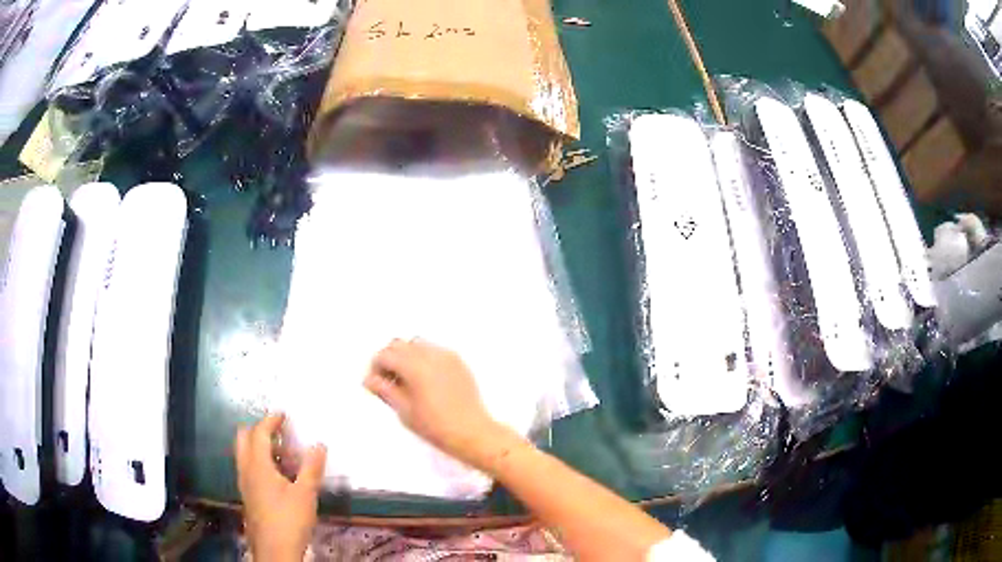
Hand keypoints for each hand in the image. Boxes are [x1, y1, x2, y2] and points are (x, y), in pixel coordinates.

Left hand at [235, 414, 326, 561]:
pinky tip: (277, 476)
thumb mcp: (306, 494)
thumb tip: (319, 444)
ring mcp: (244, 483)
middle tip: (278, 432)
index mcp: (258, 465)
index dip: (270, 421)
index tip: (282, 415)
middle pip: (243, 438)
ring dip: (257, 446)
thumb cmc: (289, 519)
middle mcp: (246, 469)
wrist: (274, 550)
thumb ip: (311, 468)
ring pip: (243, 453)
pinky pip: (247, 467)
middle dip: (258, 430)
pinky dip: (258, 461)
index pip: (259, 433)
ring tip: (280, 453)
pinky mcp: (247, 495)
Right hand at [364, 339, 504, 467]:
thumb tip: (370, 380)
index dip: (375, 368)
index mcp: (414, 366)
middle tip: (387, 381)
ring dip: (406, 356)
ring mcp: (446, 356)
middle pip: (399, 345)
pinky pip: (434, 350)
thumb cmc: (436, 426)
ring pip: (417, 344)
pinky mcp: (458, 362)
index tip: (374, 383)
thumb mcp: (404, 411)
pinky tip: (424, 380)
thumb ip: (385, 390)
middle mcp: (430, 355)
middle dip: (389, 359)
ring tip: (405, 380)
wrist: (472, 432)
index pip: (385, 355)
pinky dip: (423, 358)